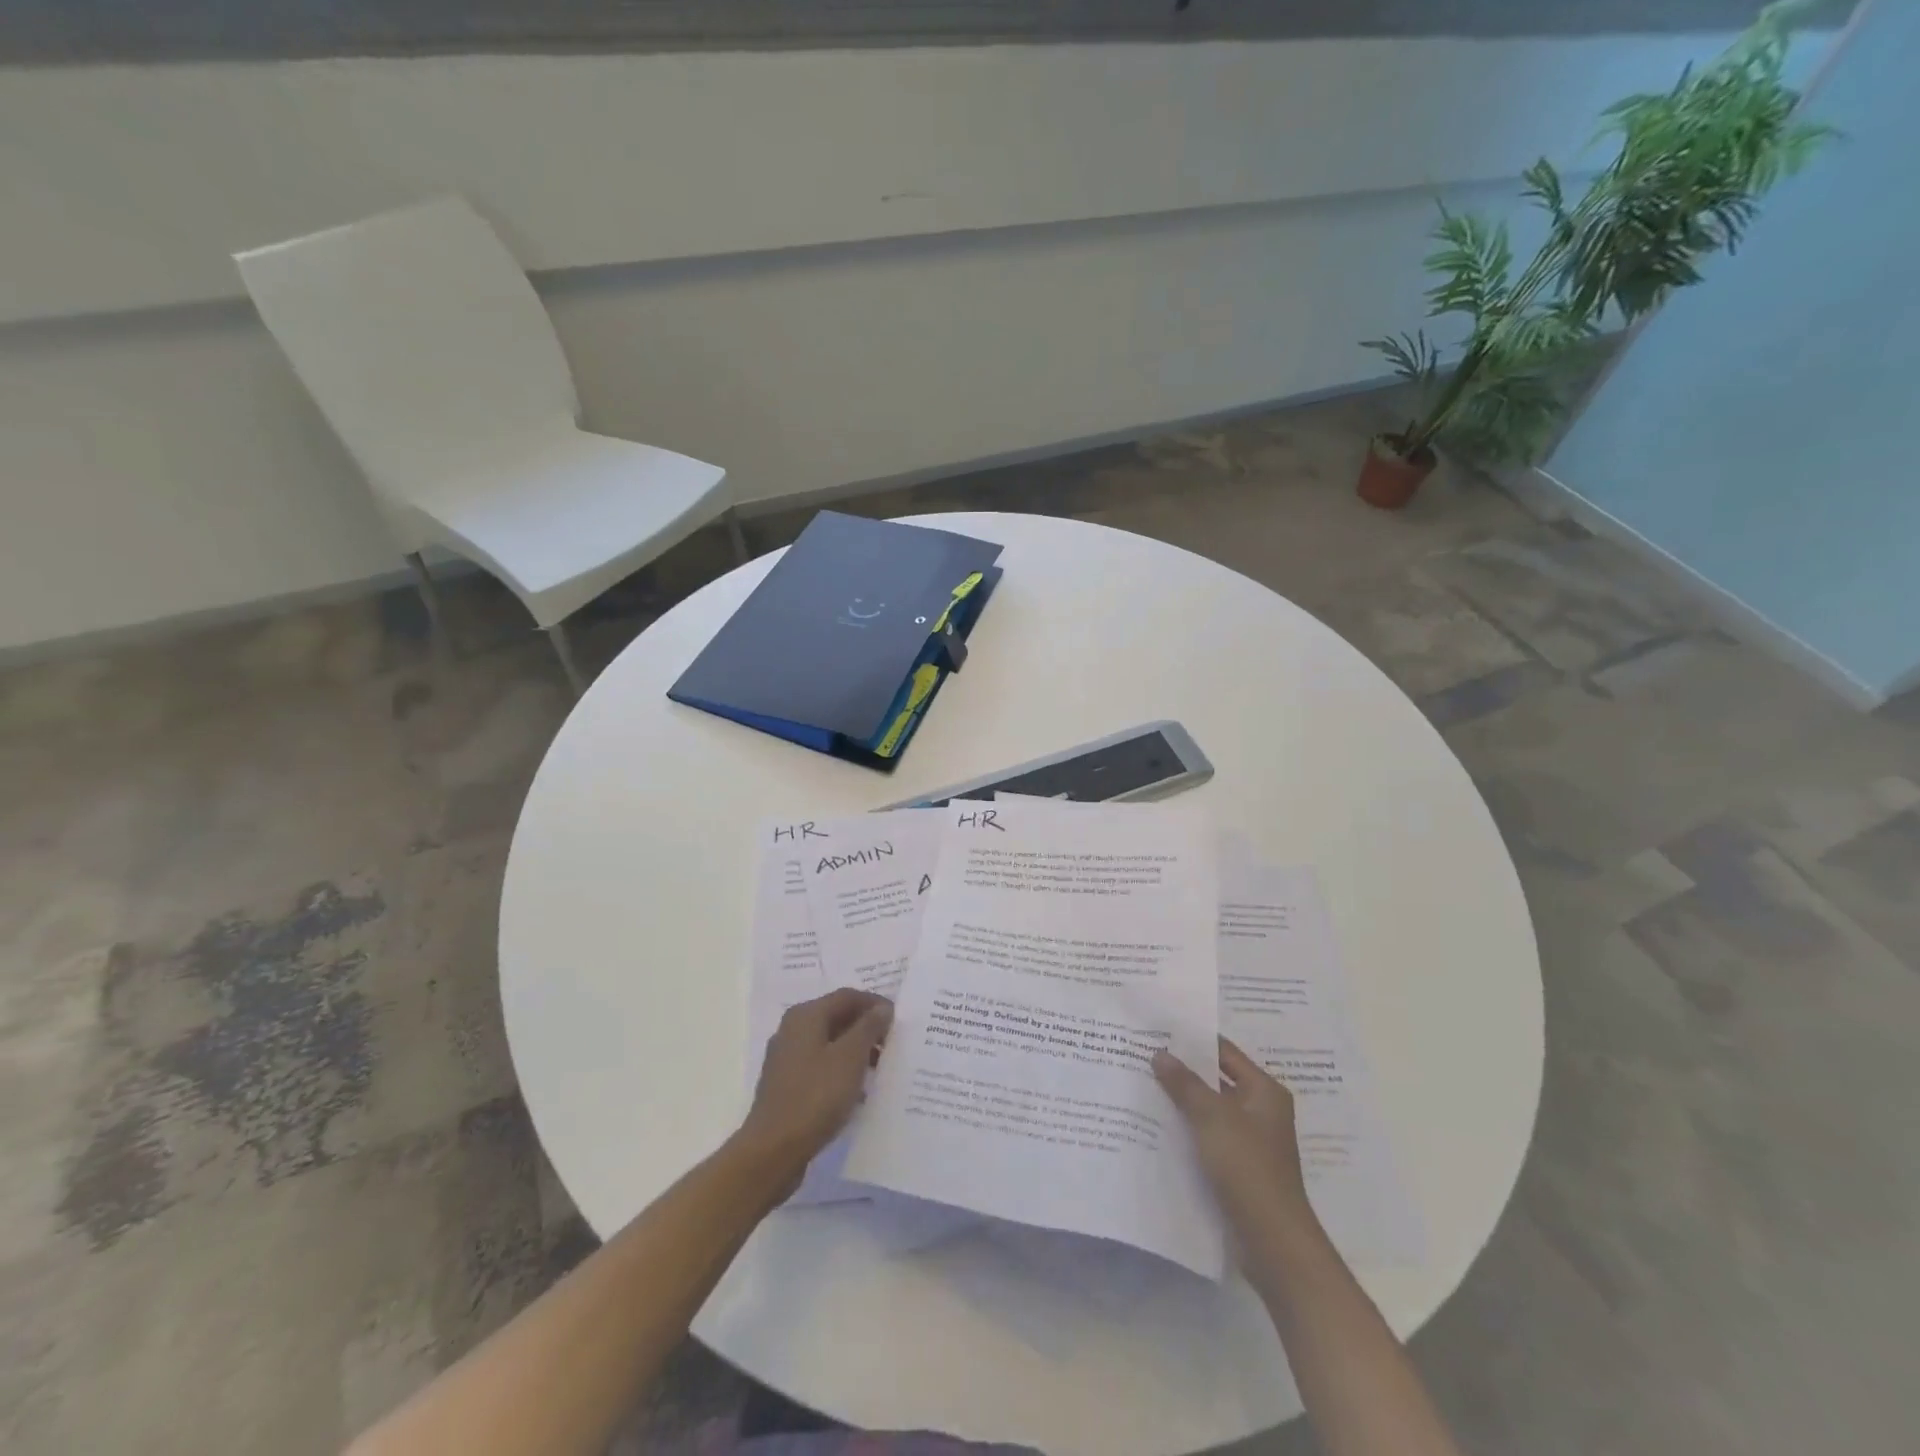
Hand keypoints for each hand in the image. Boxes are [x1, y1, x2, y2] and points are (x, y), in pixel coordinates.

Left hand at [737, 988, 892, 1194]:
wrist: (773, 1150)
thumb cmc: (816, 1096)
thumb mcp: (850, 1057)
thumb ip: (869, 1027)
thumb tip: (882, 1008)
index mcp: (806, 1016)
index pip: (847, 996)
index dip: (875, 1004)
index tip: (899, 1021)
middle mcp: (792, 1030)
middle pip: (837, 1017)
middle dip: (866, 1028)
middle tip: (893, 1044)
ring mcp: (787, 1059)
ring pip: (829, 1043)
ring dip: (856, 1051)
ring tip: (881, 1068)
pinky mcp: (787, 1085)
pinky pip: (821, 1066)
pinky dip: (841, 1071)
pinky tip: (858, 1091)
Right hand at [1154, 1037, 1317, 1237]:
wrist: (1273, 1242)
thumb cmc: (1248, 1168)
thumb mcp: (1212, 1118)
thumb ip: (1184, 1083)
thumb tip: (1160, 1053)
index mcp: (1264, 1091)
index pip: (1225, 1052)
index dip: (1193, 1040)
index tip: (1159, 1029)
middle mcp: (1260, 1110)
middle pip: (1216, 1080)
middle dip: (1182, 1070)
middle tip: (1143, 1054)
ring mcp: (1249, 1140)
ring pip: (1209, 1109)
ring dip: (1181, 1100)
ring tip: (1141, 1084)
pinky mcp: (1237, 1166)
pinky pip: (1207, 1136)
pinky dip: (1186, 1128)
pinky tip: (1155, 1124)